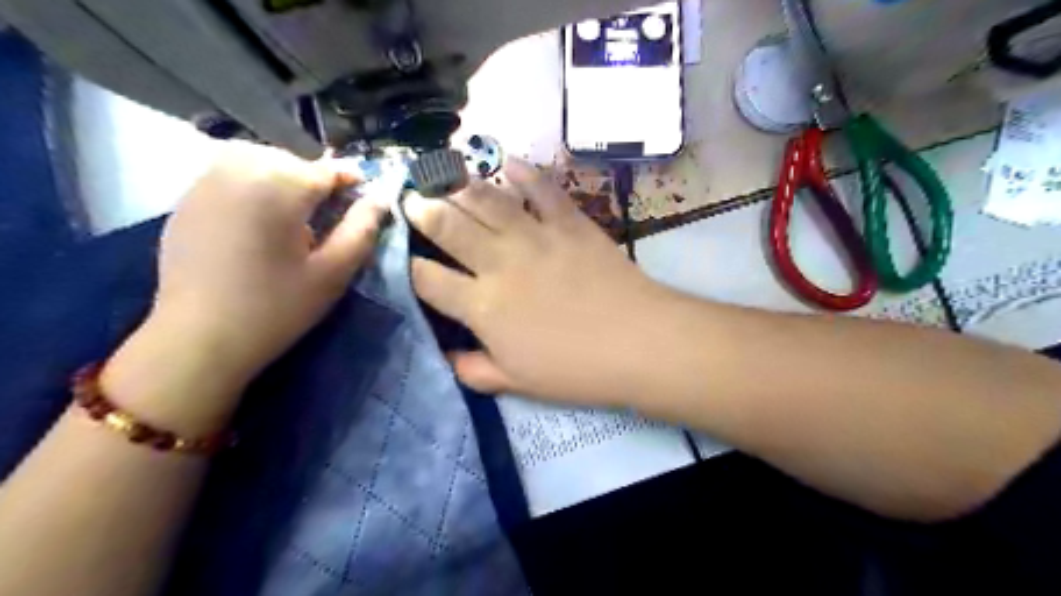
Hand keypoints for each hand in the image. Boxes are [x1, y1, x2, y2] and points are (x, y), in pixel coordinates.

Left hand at [101, 144, 385, 433]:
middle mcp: (238, 170)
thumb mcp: (333, 272)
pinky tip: (258, 220)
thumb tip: (381, 198)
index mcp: (278, 186)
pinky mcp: (186, 200)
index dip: (353, 183)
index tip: (366, 202)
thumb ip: (362, 229)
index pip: (328, 169)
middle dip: (315, 180)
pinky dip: (252, 184)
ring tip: (294, 214)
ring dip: (283, 177)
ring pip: (258, 159)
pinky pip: (229, 174)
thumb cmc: (276, 307)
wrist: (198, 339)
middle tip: (327, 216)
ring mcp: (205, 182)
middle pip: (292, 159)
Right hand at [407, 158, 670, 408]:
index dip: (408, 266)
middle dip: (423, 210)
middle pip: (449, 226)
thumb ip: (474, 370)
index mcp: (483, 306)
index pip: (428, 279)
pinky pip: (541, 189)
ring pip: (486, 200)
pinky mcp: (569, 222)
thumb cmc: (576, 369)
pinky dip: (523, 173)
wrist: (638, 342)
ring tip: (444, 176)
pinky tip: (508, 163)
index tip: (403, 257)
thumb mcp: (517, 383)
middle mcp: (499, 263)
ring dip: (459, 185)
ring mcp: (535, 237)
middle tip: (412, 199)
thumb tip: (446, 356)